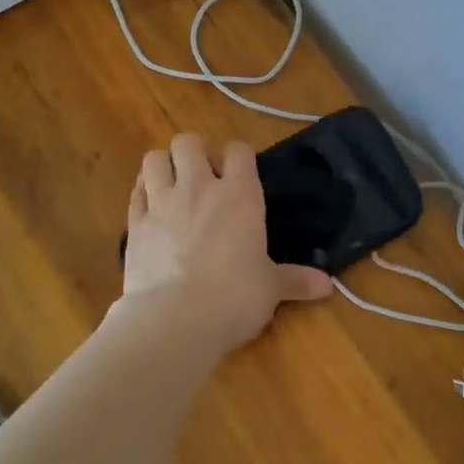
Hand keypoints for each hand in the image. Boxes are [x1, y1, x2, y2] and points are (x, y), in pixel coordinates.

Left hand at [121, 134, 331, 351]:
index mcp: (240, 195)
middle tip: (204, 175)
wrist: (175, 320)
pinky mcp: (135, 226)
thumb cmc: (235, 298)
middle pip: (188, 142)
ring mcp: (162, 204)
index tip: (241, 170)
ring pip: (154, 159)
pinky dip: (143, 192)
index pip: (238, 150)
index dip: (239, 155)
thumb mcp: (271, 288)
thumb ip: (297, 280)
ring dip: (163, 165)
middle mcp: (199, 188)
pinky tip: (151, 205)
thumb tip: (329, 286)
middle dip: (195, 151)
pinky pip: (135, 192)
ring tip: (173, 184)